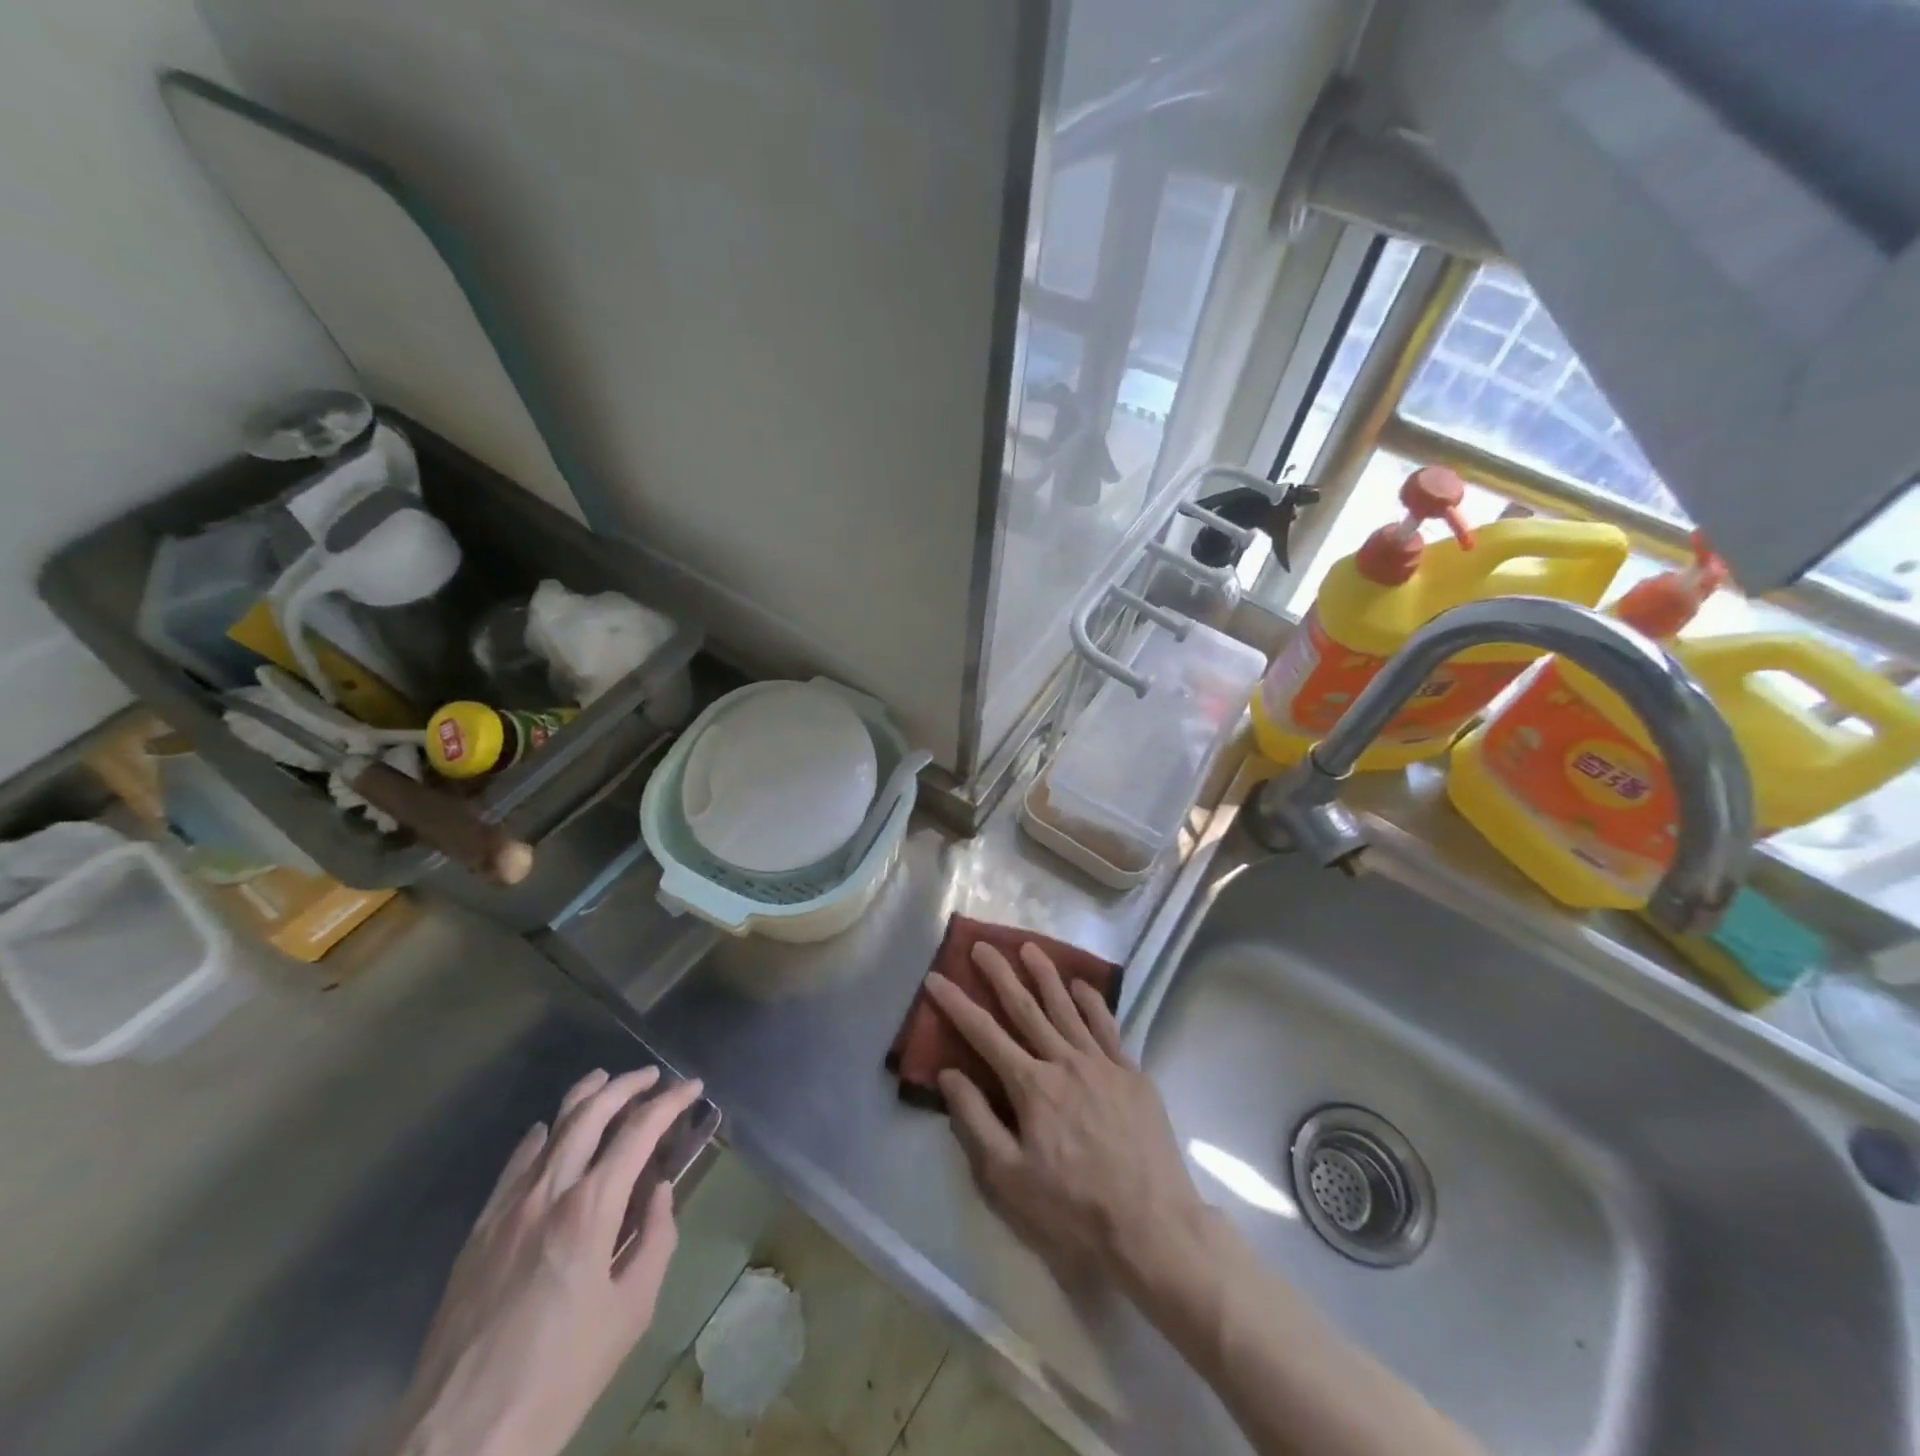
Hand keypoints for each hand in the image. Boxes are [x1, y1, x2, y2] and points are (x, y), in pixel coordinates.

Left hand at [385, 1067, 703, 1455]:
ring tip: (605, 1081)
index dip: (670, 1102)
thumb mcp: (631, 1311)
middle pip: (591, 1114)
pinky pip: (513, 1166)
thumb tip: (658, 1191)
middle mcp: (548, 1193)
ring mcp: (507, 1209)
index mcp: (590, 1209)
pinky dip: (538, 1138)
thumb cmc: (561, 1375)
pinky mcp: (478, 1232)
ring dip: (583, 1098)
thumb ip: (654, 1239)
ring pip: (550, 1130)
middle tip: (652, 1077)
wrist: (462, 1437)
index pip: (639, 1131)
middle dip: (626, 1086)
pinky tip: (548, 1132)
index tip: (692, 1087)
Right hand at [927, 942, 1209, 1291]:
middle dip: (1000, 974)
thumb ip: (976, 1122)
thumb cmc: (1073, 1210)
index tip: (936, 978)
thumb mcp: (1009, 1179)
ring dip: (1045, 975)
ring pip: (1067, 1008)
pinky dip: (1093, 1003)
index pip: (984, 1034)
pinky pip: (1108, 1027)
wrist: (1154, 1226)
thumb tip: (949, 1074)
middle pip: (1026, 1008)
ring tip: (1029, 947)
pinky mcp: (1132, 1074)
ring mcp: (1103, 1064)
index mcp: (1031, 1086)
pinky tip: (1082, 986)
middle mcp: (1065, 1061)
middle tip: (982, 945)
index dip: (956, 1004)